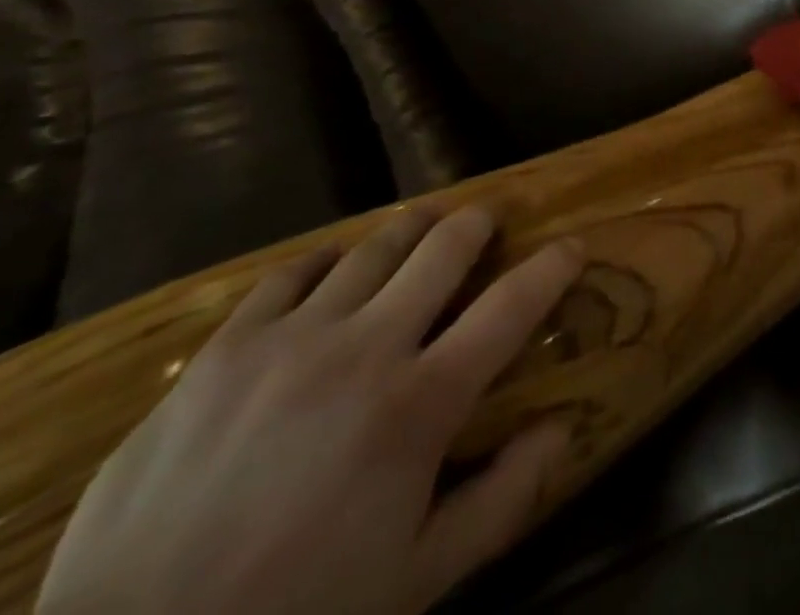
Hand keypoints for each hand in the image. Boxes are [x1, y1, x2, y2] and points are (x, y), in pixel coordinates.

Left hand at [36, 207, 583, 614]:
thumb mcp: (414, 586)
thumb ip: (498, 502)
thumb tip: (561, 431)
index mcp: (418, 406)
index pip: (509, 310)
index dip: (550, 269)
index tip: (571, 245)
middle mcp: (366, 347)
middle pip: (442, 250)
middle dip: (477, 225)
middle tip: (487, 221)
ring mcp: (292, 337)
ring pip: (372, 248)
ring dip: (410, 230)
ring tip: (422, 227)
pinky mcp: (228, 345)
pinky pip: (291, 272)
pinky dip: (326, 259)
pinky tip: (332, 267)